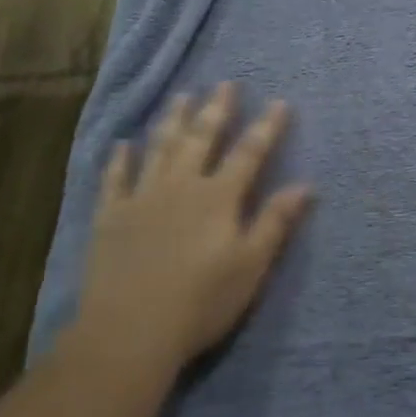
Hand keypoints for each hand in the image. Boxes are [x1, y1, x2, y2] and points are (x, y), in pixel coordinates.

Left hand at [72, 85, 311, 375]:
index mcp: (218, 198)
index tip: (279, 102)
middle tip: (225, 84)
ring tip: (182, 96)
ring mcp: (141, 198)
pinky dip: (120, 159)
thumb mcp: (251, 266)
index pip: (248, 153)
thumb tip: (305, 185)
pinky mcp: (110, 217)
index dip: (266, 127)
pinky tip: (123, 144)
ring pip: (160, 149)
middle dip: (216, 110)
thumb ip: (275, 221)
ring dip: (173, 121)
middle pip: (201, 139)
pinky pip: (114, 179)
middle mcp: (180, 187)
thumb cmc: (201, 302)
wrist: (129, 331)